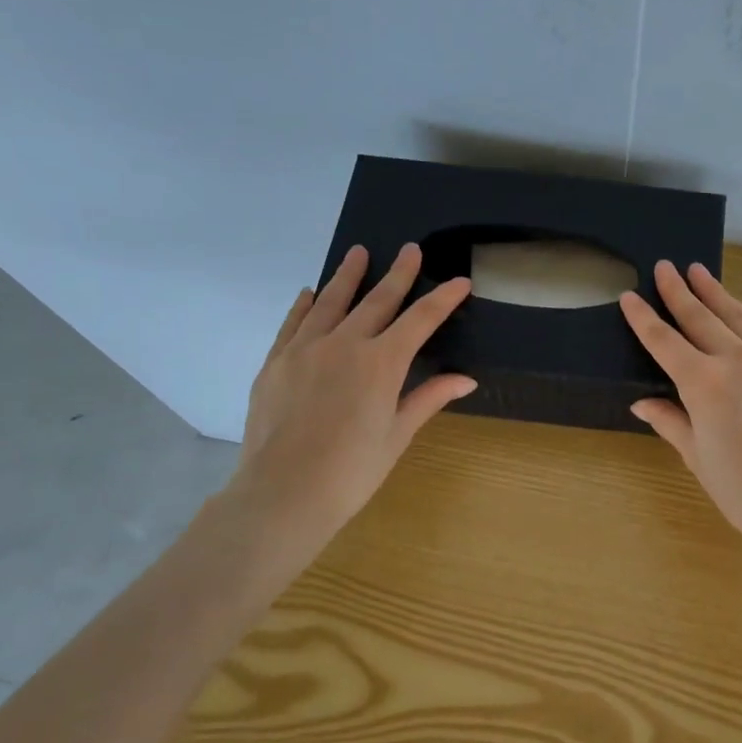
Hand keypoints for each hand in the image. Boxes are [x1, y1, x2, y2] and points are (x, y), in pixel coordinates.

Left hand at [226, 243, 474, 567]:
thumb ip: (429, 398)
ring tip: (358, 252)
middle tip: (410, 249)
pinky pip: (293, 323)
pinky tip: (310, 293)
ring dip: (348, 276)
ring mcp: (305, 349)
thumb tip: (466, 379)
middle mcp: (345, 344)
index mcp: (382, 363)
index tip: (459, 281)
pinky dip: (305, 305)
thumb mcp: (397, 434)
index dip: (442, 299)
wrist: (283, 493)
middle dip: (398, 273)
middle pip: (377, 300)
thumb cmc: (352, 471)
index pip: (420, 320)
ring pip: (331, 302)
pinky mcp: (276, 362)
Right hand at [621, 261, 741, 561]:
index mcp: (704, 384)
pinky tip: (740, 310)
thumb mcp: (697, 456)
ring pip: (738, 316)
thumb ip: (671, 421)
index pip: (664, 341)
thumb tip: (644, 403)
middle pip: (701, 317)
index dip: (644, 318)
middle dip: (679, 291)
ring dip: (715, 293)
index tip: (629, 296)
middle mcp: (738, 360)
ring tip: (699, 272)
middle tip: (666, 267)